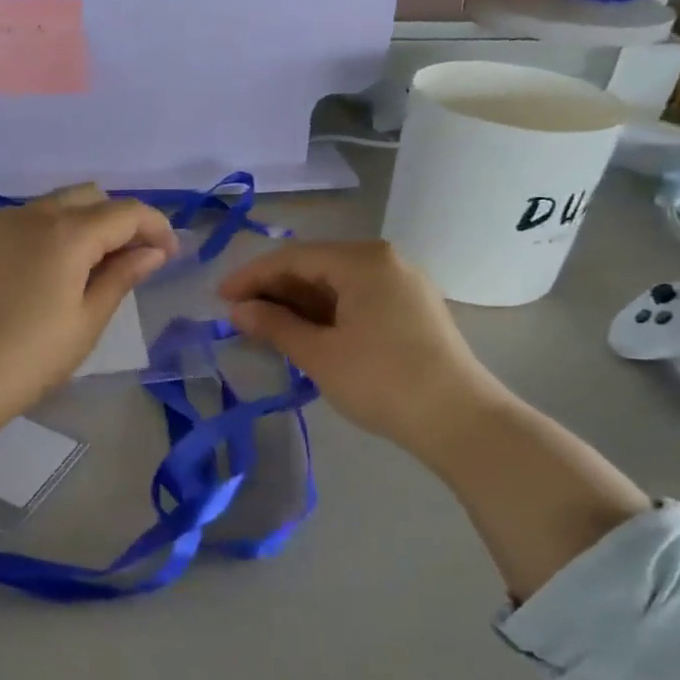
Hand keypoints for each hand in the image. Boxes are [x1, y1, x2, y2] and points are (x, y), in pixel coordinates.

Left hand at [0, 186, 175, 489]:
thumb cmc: (27, 360)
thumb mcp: (85, 323)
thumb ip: (121, 277)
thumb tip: (152, 251)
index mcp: (66, 233)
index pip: (126, 212)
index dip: (155, 227)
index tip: (169, 255)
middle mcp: (30, 215)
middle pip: (88, 197)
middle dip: (117, 221)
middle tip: (128, 262)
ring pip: (51, 207)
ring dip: (79, 226)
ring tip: (84, 271)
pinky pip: (19, 223)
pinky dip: (44, 235)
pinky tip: (40, 275)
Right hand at [218, 241, 505, 454]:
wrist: (460, 421)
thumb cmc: (381, 381)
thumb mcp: (320, 354)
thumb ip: (275, 325)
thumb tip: (237, 310)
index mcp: (363, 260)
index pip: (293, 258)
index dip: (251, 277)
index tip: (219, 298)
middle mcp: (385, 261)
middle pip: (316, 266)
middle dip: (274, 289)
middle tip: (239, 316)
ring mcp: (403, 285)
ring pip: (336, 284)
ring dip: (299, 303)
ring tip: (266, 327)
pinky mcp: (412, 310)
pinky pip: (357, 299)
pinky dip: (327, 313)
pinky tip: (306, 333)